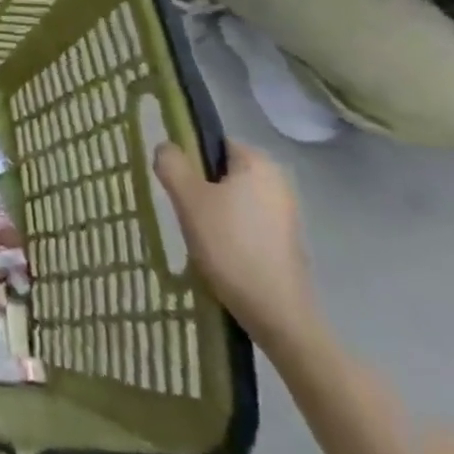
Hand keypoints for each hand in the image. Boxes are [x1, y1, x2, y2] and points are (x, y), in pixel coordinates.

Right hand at [153, 140, 317, 341]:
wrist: (276, 311)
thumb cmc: (229, 244)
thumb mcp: (188, 198)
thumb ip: (171, 164)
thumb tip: (167, 148)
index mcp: (258, 163)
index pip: (214, 143)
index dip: (190, 158)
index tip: (175, 183)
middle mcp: (278, 182)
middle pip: (223, 171)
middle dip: (199, 187)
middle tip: (183, 209)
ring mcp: (286, 213)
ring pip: (233, 198)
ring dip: (212, 211)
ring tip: (198, 234)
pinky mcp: (286, 241)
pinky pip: (246, 222)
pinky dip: (229, 231)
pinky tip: (218, 252)